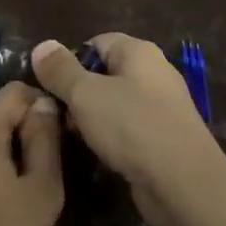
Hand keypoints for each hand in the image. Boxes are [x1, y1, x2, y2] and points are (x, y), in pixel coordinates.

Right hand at [31, 34, 225, 225]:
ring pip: (115, 103)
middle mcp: (154, 73)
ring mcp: (162, 107)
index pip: (96, 42)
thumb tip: (42, 45)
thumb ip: (60, 70)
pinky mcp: (164, 138)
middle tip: (57, 114)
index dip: (69, 60)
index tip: (49, 86)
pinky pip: (128, 128)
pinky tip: (98, 154)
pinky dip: (111, 137)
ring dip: (92, 118)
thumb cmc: (132, 126)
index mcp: (139, 52)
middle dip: (78, 92)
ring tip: (73, 136)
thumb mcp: (85, 94)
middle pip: (104, 73)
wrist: (184, 183)